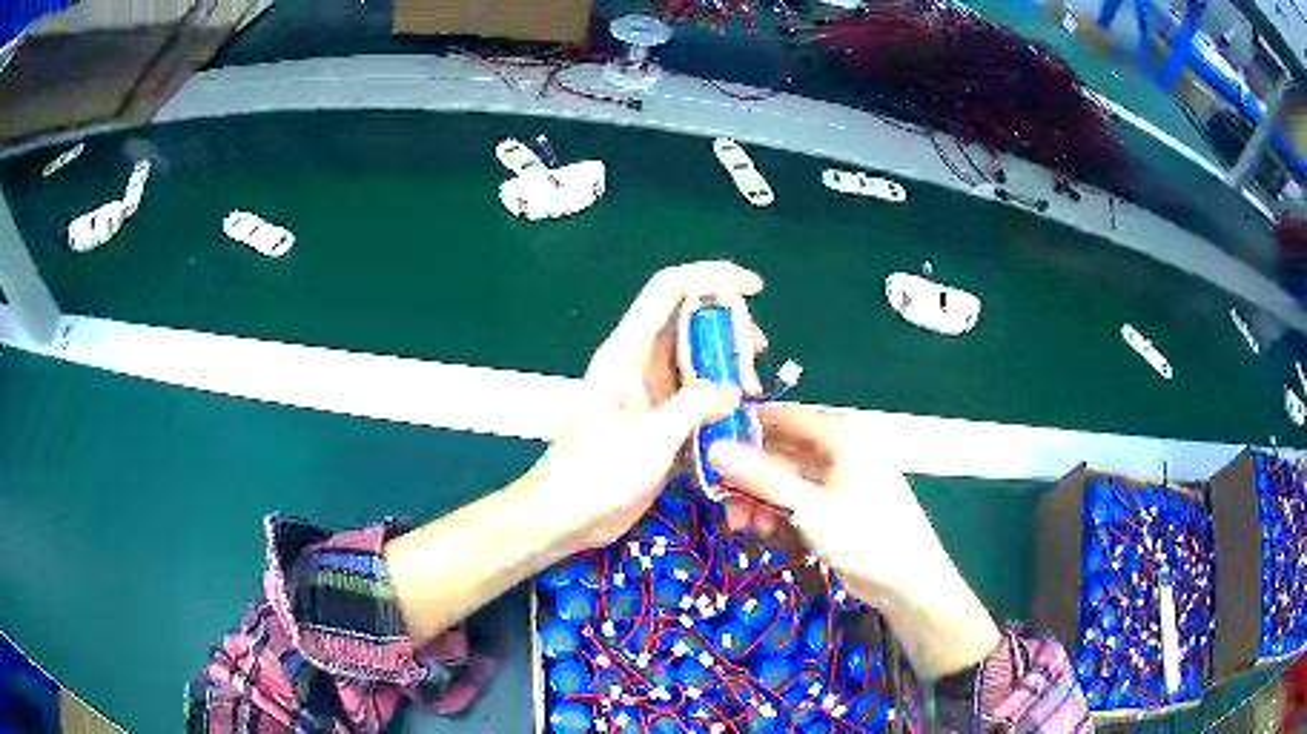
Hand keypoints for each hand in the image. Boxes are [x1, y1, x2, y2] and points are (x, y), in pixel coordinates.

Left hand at [528, 261, 765, 553]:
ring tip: (754, 396)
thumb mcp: (650, 441)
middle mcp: (638, 364)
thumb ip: (694, 407)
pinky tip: (738, 423)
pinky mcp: (654, 423)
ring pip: (695, 362)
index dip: (712, 276)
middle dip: (730, 332)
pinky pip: (693, 398)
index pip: (669, 290)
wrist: (563, 518)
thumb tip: (734, 390)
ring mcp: (647, 394)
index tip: (756, 289)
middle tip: (758, 363)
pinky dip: (718, 403)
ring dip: (727, 371)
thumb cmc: (596, 476)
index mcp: (627, 353)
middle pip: (690, 323)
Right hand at [709, 406, 1001, 677]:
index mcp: (842, 438)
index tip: (709, 447)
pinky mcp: (835, 510)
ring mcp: (837, 483)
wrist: (908, 584)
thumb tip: (713, 448)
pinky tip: (763, 533)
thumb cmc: (867, 537)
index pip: (785, 417)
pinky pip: (796, 502)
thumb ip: (762, 479)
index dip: (746, 427)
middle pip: (782, 452)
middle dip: (749, 476)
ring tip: (741, 526)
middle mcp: (839, 453)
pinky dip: (776, 514)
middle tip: (722, 501)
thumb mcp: (810, 508)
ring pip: (786, 480)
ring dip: (759, 499)